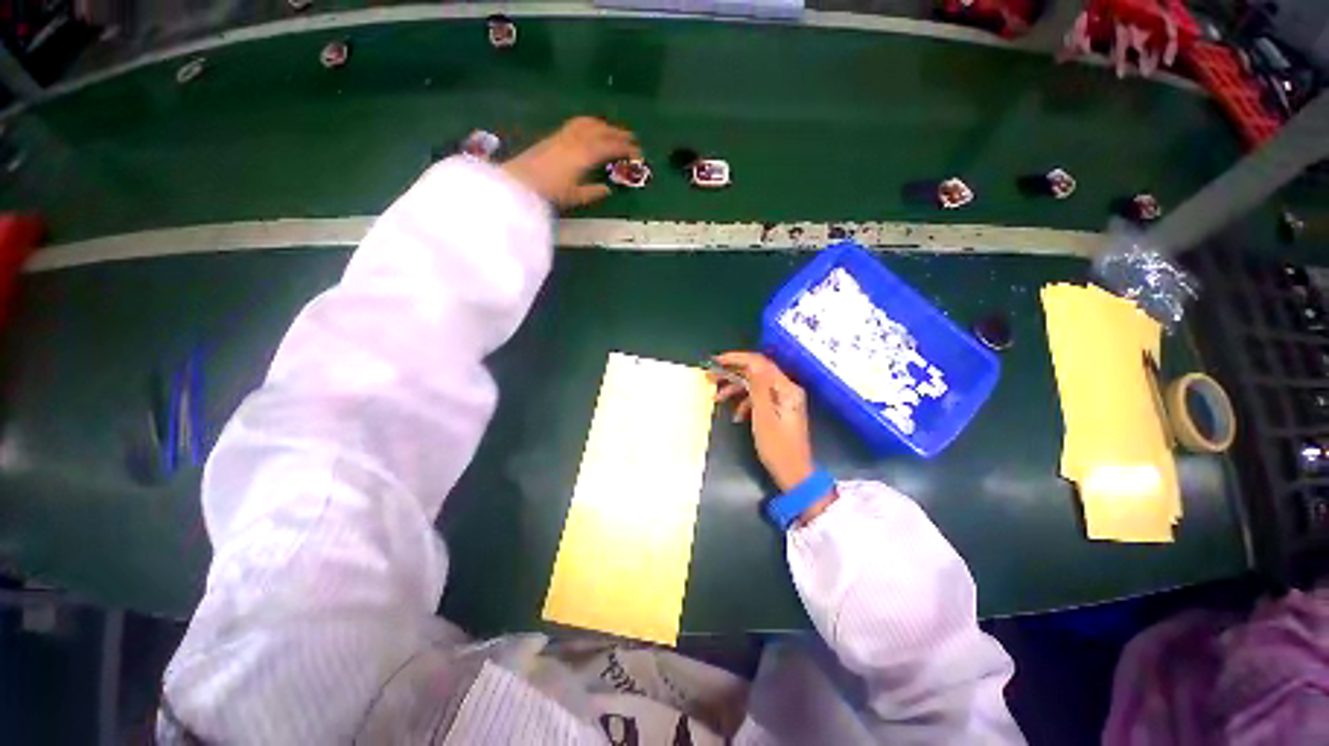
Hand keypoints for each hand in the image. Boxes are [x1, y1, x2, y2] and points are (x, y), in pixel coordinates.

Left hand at [503, 117, 640, 208]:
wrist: (519, 182)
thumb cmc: (549, 193)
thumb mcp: (574, 197)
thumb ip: (593, 192)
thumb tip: (608, 189)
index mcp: (584, 154)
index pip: (609, 146)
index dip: (625, 148)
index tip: (638, 153)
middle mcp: (576, 140)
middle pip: (601, 131)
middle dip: (618, 133)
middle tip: (632, 139)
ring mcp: (564, 135)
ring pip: (589, 123)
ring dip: (604, 125)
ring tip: (614, 132)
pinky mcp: (554, 136)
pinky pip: (577, 124)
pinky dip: (590, 124)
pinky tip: (592, 130)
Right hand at [711, 352, 816, 493]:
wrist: (794, 474)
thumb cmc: (778, 447)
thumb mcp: (764, 416)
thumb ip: (757, 387)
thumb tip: (750, 364)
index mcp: (786, 388)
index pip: (760, 363)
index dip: (737, 358)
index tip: (716, 361)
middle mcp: (786, 389)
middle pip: (756, 372)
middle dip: (733, 373)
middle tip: (711, 377)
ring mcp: (783, 399)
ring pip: (755, 385)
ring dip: (736, 389)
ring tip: (717, 397)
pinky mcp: (779, 409)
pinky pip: (759, 398)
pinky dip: (745, 402)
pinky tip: (736, 415)